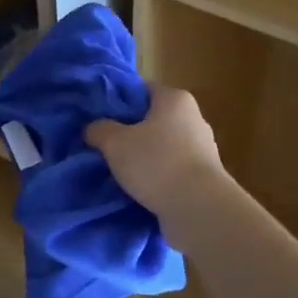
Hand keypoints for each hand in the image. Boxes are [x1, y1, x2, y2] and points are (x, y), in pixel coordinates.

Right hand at [85, 86, 228, 225]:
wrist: (198, 208)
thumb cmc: (156, 163)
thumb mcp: (115, 143)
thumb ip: (100, 130)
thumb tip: (93, 128)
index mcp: (175, 100)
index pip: (143, 90)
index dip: (119, 101)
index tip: (100, 117)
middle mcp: (194, 119)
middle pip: (154, 119)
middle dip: (130, 132)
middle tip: (104, 145)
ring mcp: (203, 149)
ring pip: (163, 147)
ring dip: (143, 157)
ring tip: (118, 171)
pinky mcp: (204, 177)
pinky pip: (172, 170)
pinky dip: (157, 177)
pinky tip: (139, 188)